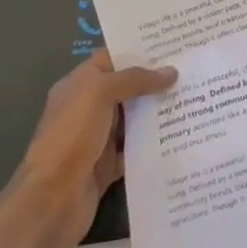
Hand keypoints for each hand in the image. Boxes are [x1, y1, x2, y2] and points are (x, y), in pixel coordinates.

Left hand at [7, 52, 178, 247]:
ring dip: (158, 111)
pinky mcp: (108, 166)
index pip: (111, 59)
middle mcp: (87, 109)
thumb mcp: (99, 94)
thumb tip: (171, 72)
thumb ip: (135, 79)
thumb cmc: (71, 137)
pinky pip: (136, 148)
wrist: (51, 202)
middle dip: (155, 80)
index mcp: (78, 86)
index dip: (138, 51)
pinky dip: (155, 143)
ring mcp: (97, 139)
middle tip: (192, 69)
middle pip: (126, 88)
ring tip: (195, 97)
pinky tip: (182, 133)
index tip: (173, 45)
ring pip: (134, 119)